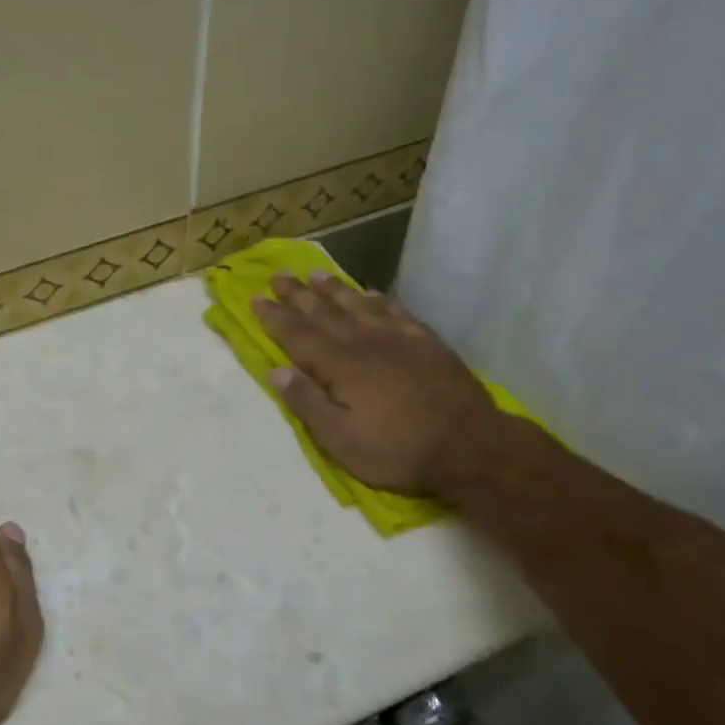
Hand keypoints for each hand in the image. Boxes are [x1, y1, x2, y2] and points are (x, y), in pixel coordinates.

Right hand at [253, 274, 505, 497]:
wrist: (469, 445)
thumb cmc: (397, 449)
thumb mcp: (340, 440)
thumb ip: (307, 403)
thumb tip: (276, 371)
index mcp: (340, 366)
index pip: (298, 335)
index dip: (275, 317)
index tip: (256, 298)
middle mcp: (364, 342)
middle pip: (324, 312)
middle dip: (298, 294)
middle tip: (279, 276)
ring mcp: (398, 338)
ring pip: (358, 304)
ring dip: (334, 289)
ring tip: (316, 275)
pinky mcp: (426, 342)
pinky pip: (396, 311)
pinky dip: (378, 299)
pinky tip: (370, 293)